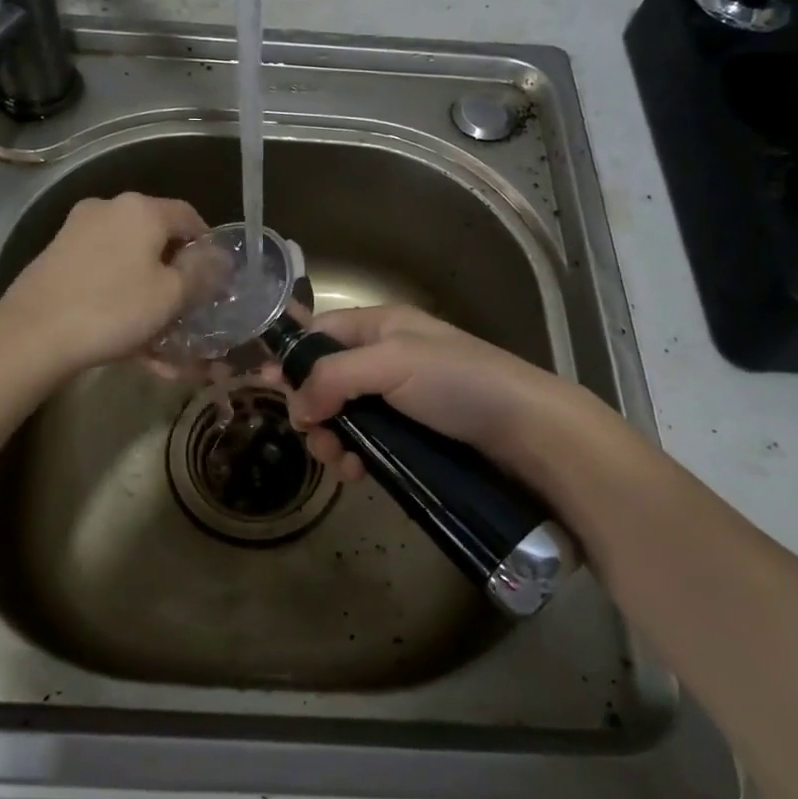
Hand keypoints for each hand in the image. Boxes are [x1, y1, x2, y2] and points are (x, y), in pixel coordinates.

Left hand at [0, 193, 209, 372]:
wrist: (31, 335)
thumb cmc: (113, 309)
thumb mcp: (171, 295)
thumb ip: (201, 273)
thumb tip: (219, 257)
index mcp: (141, 209)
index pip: (190, 216)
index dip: (208, 248)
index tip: (215, 281)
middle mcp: (108, 209)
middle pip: (157, 238)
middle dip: (176, 275)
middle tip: (188, 310)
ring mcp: (77, 231)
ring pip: (129, 261)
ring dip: (149, 293)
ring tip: (160, 337)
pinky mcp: (56, 257)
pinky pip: (104, 273)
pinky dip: (121, 297)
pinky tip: (128, 335)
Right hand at [276, 304, 592, 484]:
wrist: (529, 431)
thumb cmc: (459, 384)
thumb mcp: (393, 364)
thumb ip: (334, 377)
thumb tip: (295, 407)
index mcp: (382, 326)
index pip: (320, 331)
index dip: (293, 358)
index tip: (268, 389)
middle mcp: (387, 357)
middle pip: (326, 379)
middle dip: (312, 410)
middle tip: (315, 439)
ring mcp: (400, 398)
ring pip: (343, 415)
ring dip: (331, 439)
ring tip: (340, 462)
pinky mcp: (413, 434)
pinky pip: (367, 441)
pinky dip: (355, 456)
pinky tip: (358, 473)